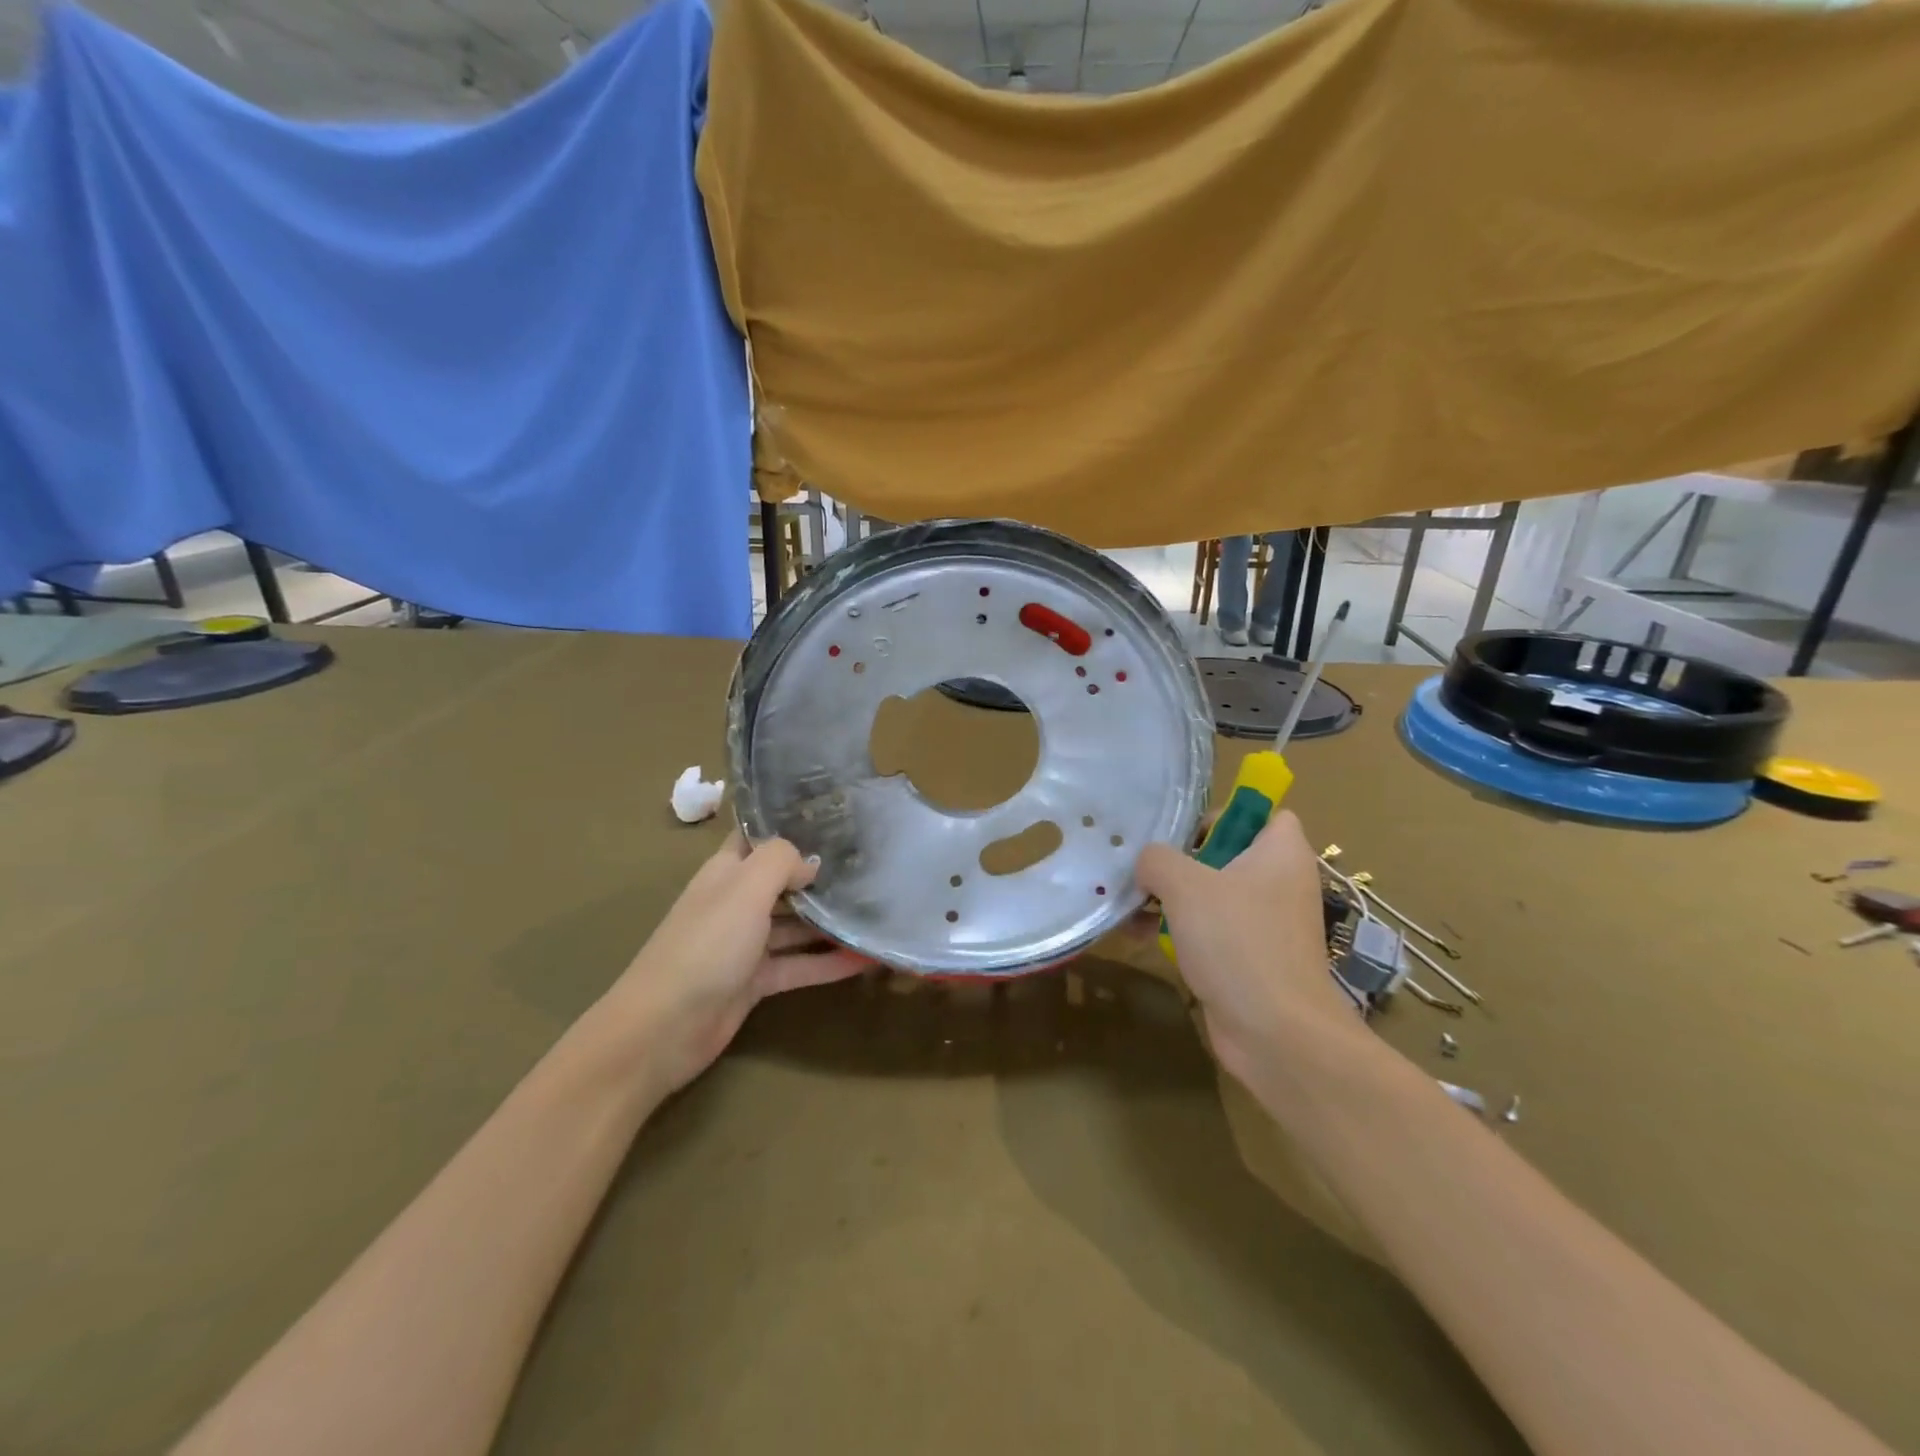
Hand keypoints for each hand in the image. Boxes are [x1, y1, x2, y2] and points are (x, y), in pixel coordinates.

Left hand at [592, 834, 866, 1100]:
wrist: (665, 1027)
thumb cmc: (706, 945)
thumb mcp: (745, 889)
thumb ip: (781, 862)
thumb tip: (812, 863)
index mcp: (727, 872)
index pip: (759, 837)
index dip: (790, 825)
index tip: (835, 816)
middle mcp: (737, 902)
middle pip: (784, 882)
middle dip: (821, 874)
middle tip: (871, 864)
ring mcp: (746, 944)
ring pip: (796, 926)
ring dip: (831, 921)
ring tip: (878, 911)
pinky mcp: (756, 982)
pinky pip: (799, 965)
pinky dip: (829, 963)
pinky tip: (866, 959)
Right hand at [1136, 811, 1363, 1093]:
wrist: (1276, 1033)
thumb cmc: (1237, 941)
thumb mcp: (1185, 885)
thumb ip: (1158, 859)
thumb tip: (1147, 862)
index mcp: (1280, 852)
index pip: (1258, 812)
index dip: (1220, 814)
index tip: (1178, 831)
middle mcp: (1279, 882)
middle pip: (1225, 853)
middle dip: (1179, 859)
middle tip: (1141, 865)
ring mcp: (1266, 923)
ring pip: (1212, 895)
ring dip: (1170, 897)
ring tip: (1128, 902)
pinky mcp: (1250, 958)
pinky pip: (1210, 931)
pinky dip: (1179, 930)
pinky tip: (1138, 935)